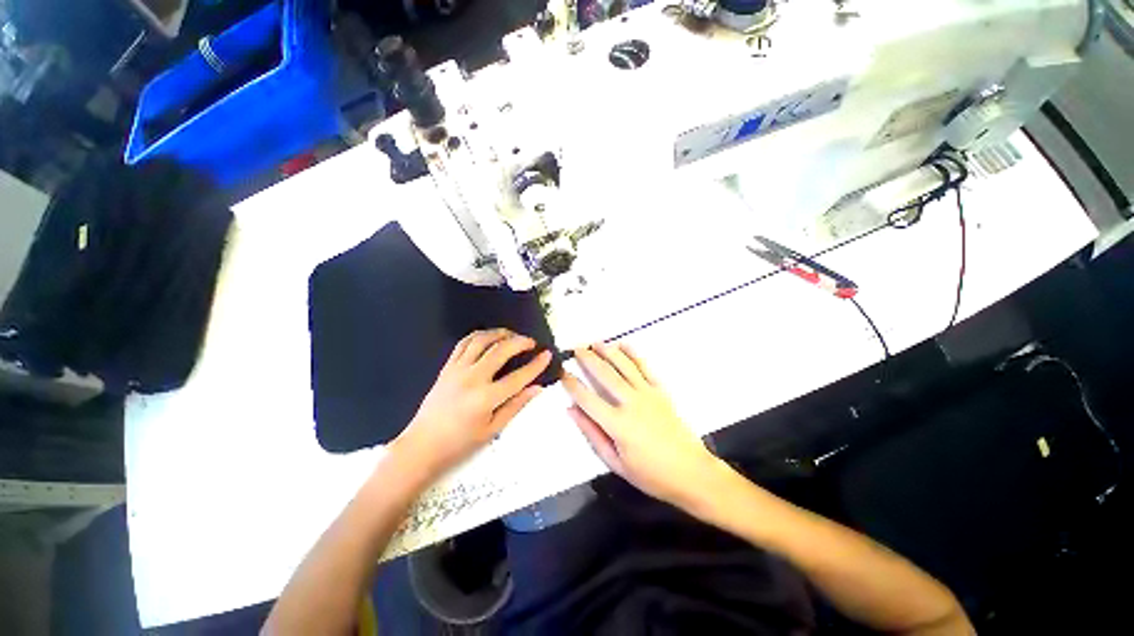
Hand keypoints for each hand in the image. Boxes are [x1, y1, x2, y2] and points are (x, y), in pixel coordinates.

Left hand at [393, 329, 551, 480]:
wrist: (422, 445)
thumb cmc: (460, 443)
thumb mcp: (493, 430)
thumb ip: (516, 405)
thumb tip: (537, 388)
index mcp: (486, 398)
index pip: (518, 377)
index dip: (536, 365)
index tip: (547, 355)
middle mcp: (472, 379)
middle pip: (500, 350)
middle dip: (520, 342)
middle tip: (531, 342)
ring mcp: (457, 370)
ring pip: (481, 341)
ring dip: (499, 333)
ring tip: (512, 335)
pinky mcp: (447, 367)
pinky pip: (463, 343)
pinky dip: (478, 336)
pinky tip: (489, 337)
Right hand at [563, 342, 721, 508]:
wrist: (691, 472)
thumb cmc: (650, 474)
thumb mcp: (615, 463)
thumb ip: (592, 434)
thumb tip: (572, 410)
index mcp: (617, 424)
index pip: (587, 398)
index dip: (572, 384)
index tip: (561, 372)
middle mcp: (631, 403)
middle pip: (605, 375)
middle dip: (588, 359)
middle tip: (575, 349)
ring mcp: (648, 394)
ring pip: (624, 366)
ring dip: (608, 351)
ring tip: (595, 342)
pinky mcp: (661, 391)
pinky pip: (645, 367)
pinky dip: (633, 354)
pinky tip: (623, 345)